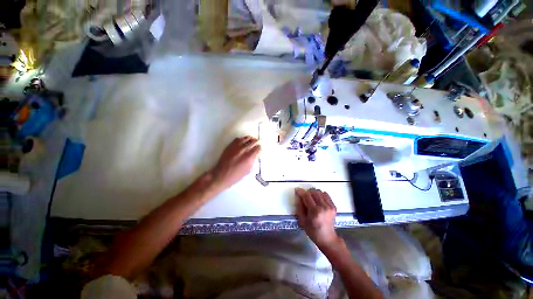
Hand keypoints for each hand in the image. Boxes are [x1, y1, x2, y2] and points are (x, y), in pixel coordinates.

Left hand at [210, 136, 260, 191]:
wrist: (221, 175)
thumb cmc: (235, 176)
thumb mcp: (248, 171)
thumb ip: (253, 162)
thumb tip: (256, 156)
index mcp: (249, 157)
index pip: (257, 148)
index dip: (259, 148)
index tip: (259, 149)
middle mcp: (243, 150)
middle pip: (253, 141)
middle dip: (256, 142)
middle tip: (257, 142)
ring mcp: (236, 147)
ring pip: (246, 138)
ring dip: (250, 139)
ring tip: (251, 139)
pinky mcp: (230, 146)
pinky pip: (238, 139)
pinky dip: (242, 139)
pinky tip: (243, 140)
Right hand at [295, 188, 339, 248]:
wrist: (328, 238)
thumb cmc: (313, 231)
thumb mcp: (302, 221)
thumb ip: (299, 207)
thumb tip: (298, 196)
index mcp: (315, 211)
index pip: (307, 196)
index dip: (301, 192)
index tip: (297, 190)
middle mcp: (323, 207)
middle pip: (314, 192)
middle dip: (307, 192)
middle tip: (304, 196)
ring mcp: (330, 206)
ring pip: (320, 192)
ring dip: (314, 193)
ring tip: (311, 198)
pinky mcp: (334, 206)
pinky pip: (326, 195)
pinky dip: (320, 195)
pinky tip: (318, 200)